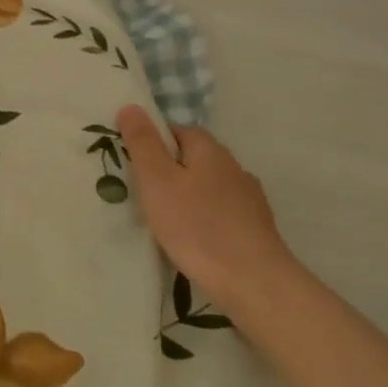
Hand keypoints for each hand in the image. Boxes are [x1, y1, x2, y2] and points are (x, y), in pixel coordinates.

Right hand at [115, 104, 295, 307]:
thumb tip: (131, 106)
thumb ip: (143, 143)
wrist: (252, 280)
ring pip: (210, 187)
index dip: (155, 142)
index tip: (134, 163)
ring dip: (190, 196)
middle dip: (171, 170)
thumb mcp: (157, 180)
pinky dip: (206, 219)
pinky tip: (194, 239)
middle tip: (144, 192)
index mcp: (210, 150)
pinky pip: (222, 213)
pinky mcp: (256, 228)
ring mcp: (250, 199)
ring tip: (167, 219)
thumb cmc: (196, 225)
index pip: (179, 130)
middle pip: (196, 159)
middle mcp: (234, 167)